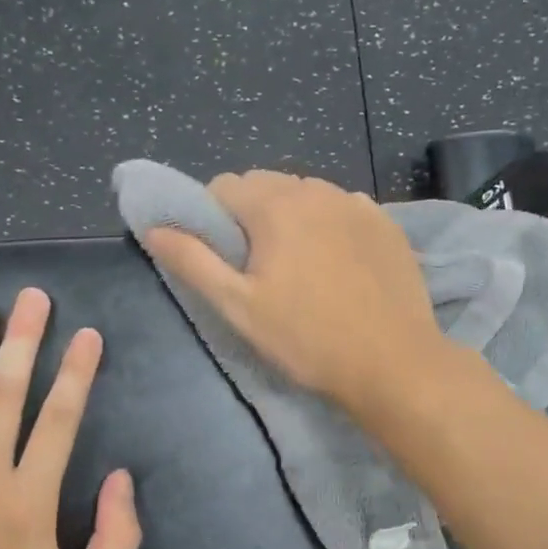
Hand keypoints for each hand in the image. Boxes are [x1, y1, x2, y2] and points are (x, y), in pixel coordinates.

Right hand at [142, 170, 449, 413]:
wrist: (393, 363)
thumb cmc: (307, 338)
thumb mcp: (238, 306)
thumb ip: (192, 261)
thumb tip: (154, 227)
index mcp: (276, 205)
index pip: (223, 186)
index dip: (211, 219)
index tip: (222, 259)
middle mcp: (317, 189)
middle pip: (265, 185)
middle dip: (251, 215)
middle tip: (258, 268)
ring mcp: (358, 203)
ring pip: (306, 194)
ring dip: (291, 217)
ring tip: (299, 267)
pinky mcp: (387, 223)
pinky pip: (342, 209)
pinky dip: (329, 225)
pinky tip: (337, 266)